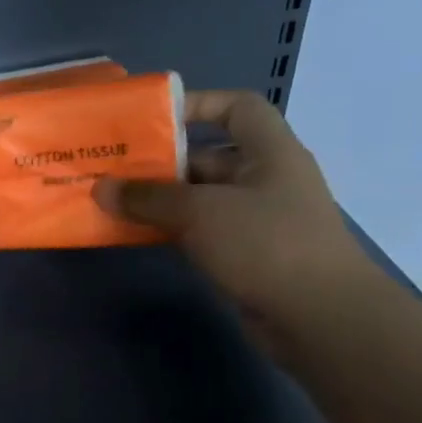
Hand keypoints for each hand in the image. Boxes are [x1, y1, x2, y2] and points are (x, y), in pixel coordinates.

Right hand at [94, 90, 377, 350]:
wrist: (320, 318)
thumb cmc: (266, 244)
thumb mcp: (200, 211)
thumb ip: (148, 197)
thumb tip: (100, 187)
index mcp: (270, 151)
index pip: (238, 107)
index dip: (198, 104)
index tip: (153, 121)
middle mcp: (266, 179)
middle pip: (209, 156)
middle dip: (162, 162)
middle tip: (114, 169)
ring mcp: (258, 219)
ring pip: (201, 198)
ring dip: (161, 200)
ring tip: (113, 202)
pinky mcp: (248, 254)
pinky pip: (202, 231)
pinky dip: (172, 229)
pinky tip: (136, 235)